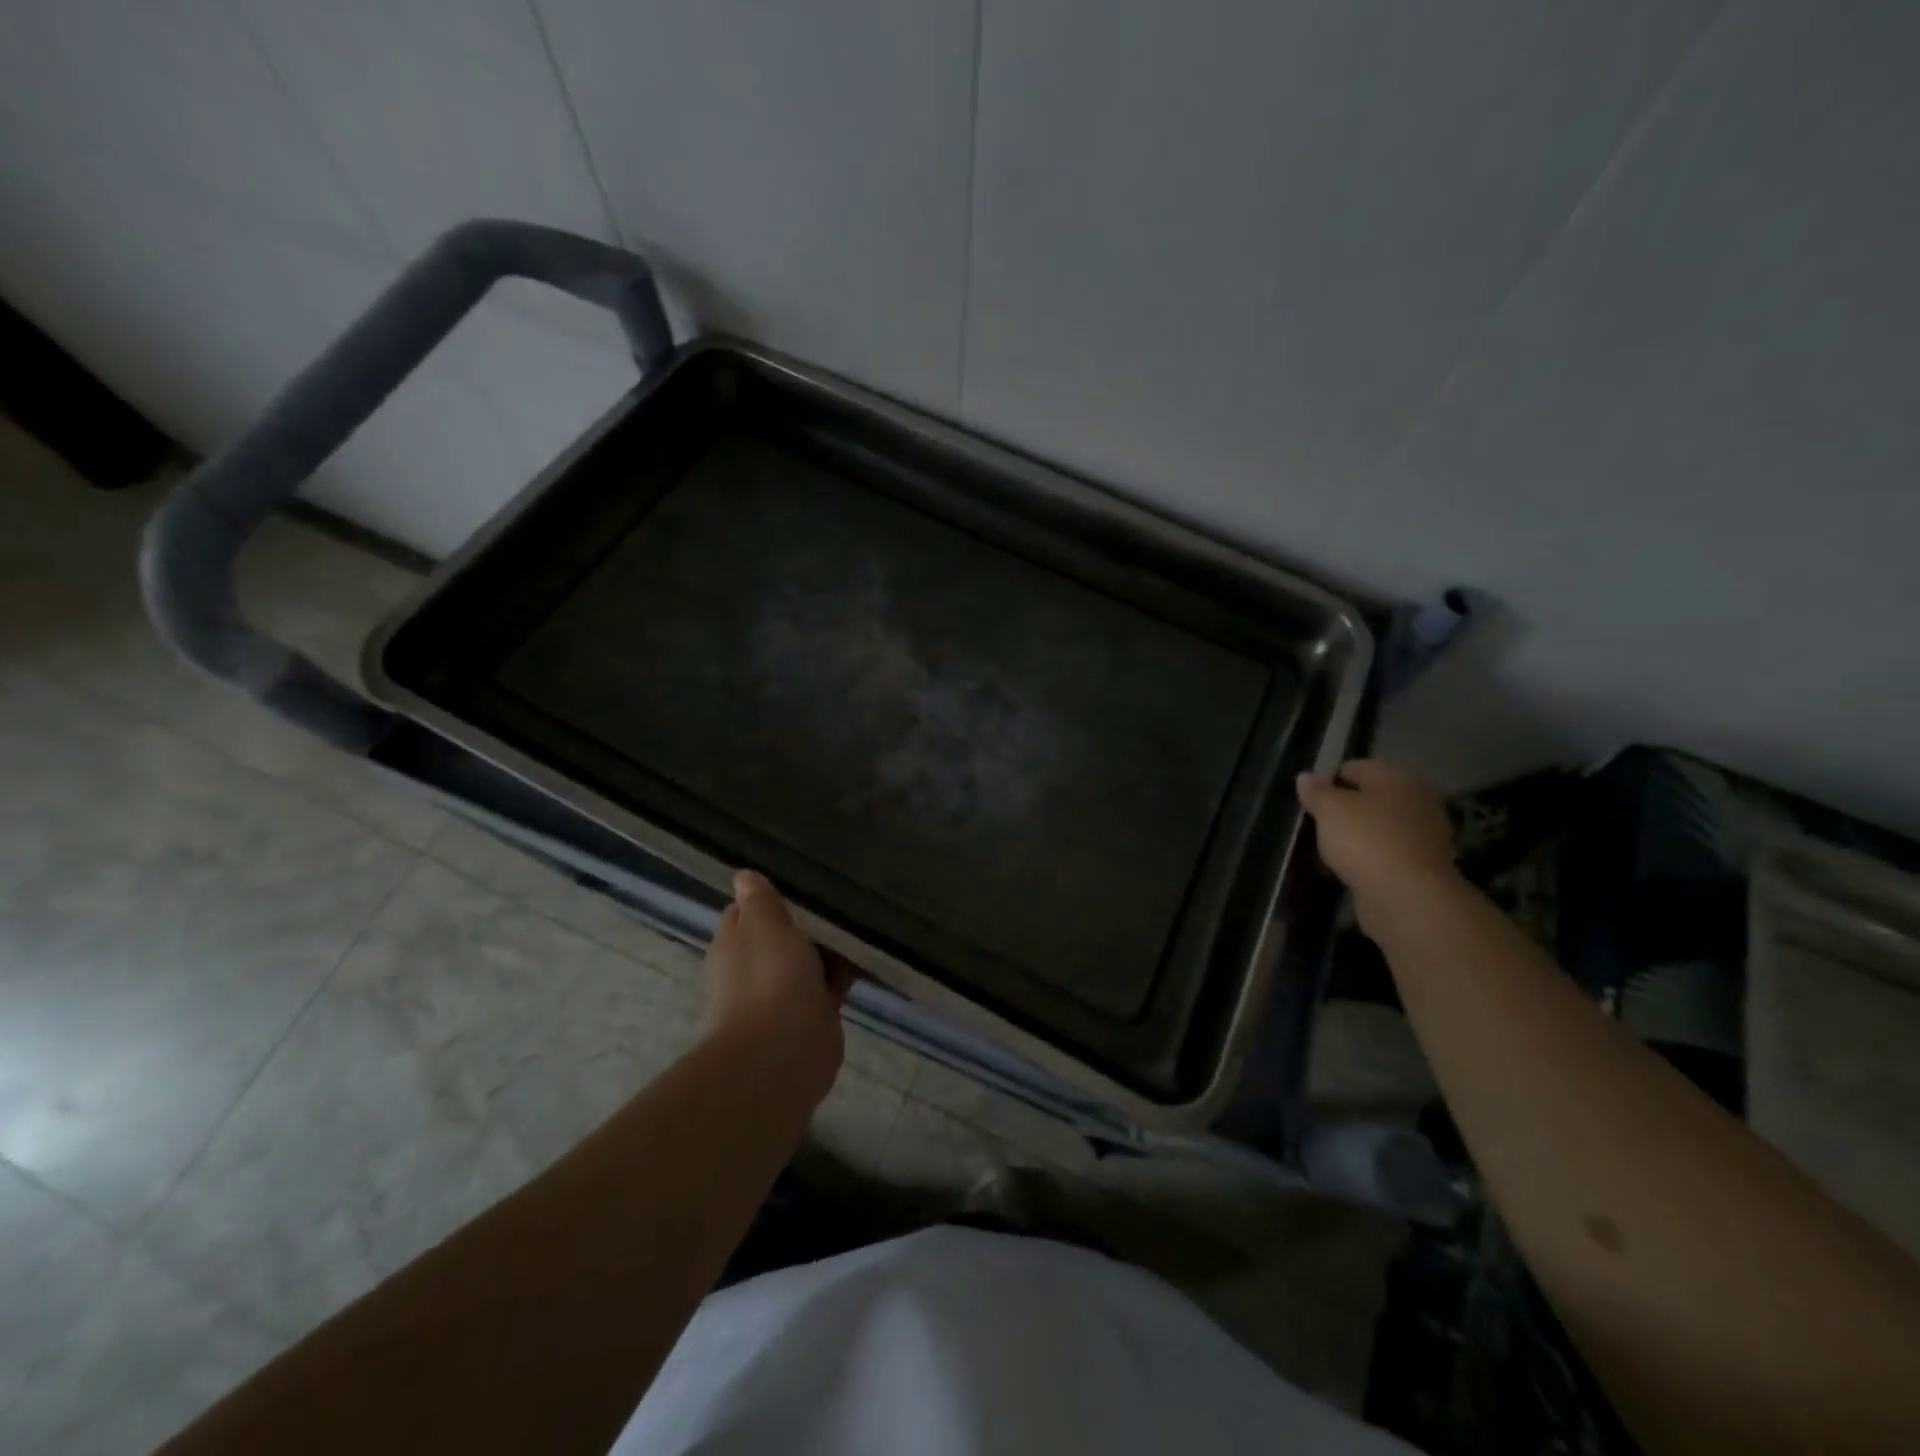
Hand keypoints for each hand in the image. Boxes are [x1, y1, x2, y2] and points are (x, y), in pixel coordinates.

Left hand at [701, 870, 852, 1106]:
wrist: (784, 1050)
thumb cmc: (769, 975)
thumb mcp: (763, 922)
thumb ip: (759, 899)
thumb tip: (744, 876)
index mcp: (733, 944)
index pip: (747, 911)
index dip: (770, 897)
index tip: (800, 882)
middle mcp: (753, 969)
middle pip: (780, 936)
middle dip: (805, 922)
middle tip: (838, 896)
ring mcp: (782, 994)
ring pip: (807, 961)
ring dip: (828, 948)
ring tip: (859, 919)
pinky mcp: (812, 1015)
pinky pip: (829, 984)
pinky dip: (843, 973)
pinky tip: (867, 953)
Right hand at [1296, 760, 1458, 915]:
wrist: (1408, 897)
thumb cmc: (1366, 840)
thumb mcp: (1330, 810)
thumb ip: (1316, 792)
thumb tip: (1306, 777)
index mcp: (1397, 777)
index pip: (1355, 767)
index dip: (1328, 781)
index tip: (1307, 801)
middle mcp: (1416, 801)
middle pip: (1370, 798)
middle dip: (1343, 810)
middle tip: (1316, 825)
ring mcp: (1422, 836)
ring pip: (1377, 828)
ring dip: (1354, 837)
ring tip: (1325, 850)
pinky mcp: (1420, 867)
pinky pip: (1384, 855)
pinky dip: (1366, 859)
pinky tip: (1345, 870)